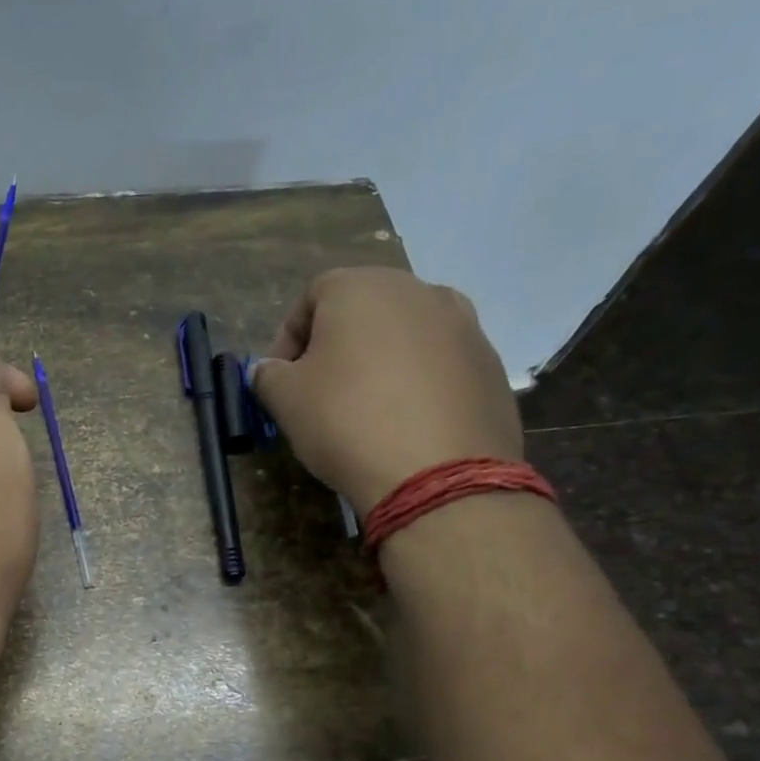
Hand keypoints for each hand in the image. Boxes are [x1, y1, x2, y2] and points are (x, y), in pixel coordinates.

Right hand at [248, 267, 521, 515]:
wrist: (438, 473)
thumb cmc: (346, 421)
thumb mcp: (285, 399)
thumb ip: (268, 375)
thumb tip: (268, 370)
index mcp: (362, 287)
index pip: (312, 297)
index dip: (288, 337)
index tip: (280, 378)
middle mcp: (418, 291)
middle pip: (364, 310)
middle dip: (336, 345)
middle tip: (320, 390)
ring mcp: (464, 325)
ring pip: (406, 334)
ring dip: (381, 361)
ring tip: (367, 407)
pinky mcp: (491, 364)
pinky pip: (440, 364)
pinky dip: (419, 383)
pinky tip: (406, 424)